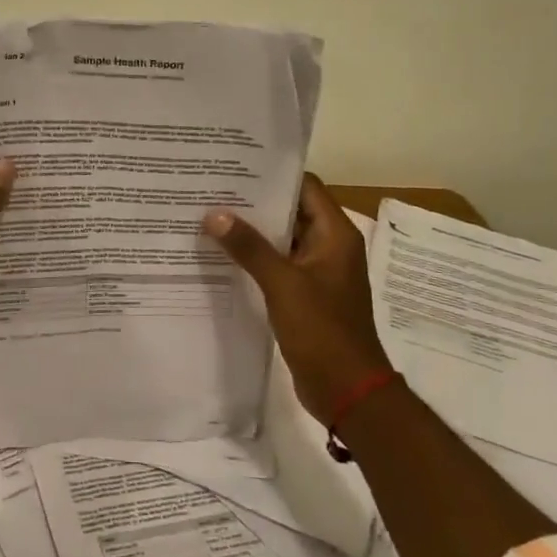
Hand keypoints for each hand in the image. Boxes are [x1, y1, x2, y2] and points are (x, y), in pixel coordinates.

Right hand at [203, 174, 389, 422]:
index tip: (235, 166)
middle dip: (254, 202)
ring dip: (252, 231)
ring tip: (209, 216)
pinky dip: (255, 258)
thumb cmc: (322, 330)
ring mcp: (317, 272)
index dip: (273, 174)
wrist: (347, 390)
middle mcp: (329, 246)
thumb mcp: (282, 284)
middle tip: (212, 188)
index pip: (305, 187)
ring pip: (282, 239)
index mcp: (335, 234)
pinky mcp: (305, 294)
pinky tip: (222, 255)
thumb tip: (214, 214)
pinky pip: (278, 265)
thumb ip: (249, 247)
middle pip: (291, 211)